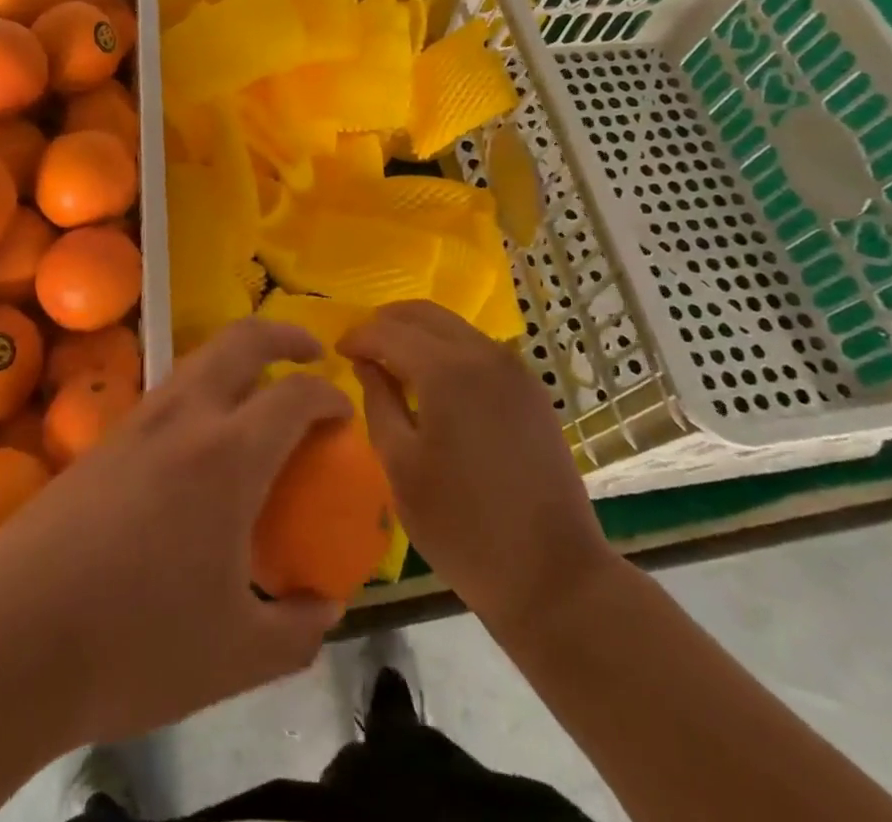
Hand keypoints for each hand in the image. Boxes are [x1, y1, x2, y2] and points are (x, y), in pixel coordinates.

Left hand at [0, 319, 351, 744]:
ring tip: (256, 394)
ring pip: (197, 360)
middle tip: (310, 353)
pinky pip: (166, 394)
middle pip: (241, 341)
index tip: (344, 413)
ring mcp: (136, 422)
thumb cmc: (135, 645)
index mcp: (228, 455)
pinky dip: (199, 392)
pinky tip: (197, 446)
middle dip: (283, 335)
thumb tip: (326, 608)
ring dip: (236, 359)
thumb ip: (298, 630)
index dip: (329, 396)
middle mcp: (183, 418)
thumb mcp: (237, 656)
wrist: (10, 642)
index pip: (295, 396)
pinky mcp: (101, 441)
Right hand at [340, 301, 615, 635]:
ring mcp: (514, 369)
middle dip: (387, 323)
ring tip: (393, 362)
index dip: (358, 336)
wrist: (554, 576)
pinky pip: (479, 348)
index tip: (337, 352)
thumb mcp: (401, 467)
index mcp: (447, 371)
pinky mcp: (532, 390)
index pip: (389, 331)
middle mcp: (483, 354)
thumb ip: (378, 403)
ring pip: (454, 327)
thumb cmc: (463, 527)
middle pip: (424, 314)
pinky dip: (448, 349)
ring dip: (418, 333)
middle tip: (361, 348)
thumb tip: (367, 365)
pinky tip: (435, 382)